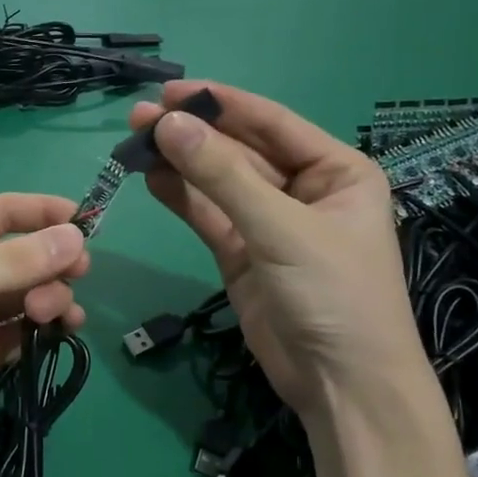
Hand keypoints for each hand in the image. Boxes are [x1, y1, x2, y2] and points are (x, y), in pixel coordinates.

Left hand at [0, 193, 87, 476]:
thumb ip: (9, 264)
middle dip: (51, 260)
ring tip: (55, 314)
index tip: (87, 222)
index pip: (0, 214)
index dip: (43, 212)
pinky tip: (63, 331)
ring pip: (28, 293)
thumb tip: (74, 237)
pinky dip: (48, 327)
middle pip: (21, 254)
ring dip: (52, 295)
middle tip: (77, 274)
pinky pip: (25, 331)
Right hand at [130, 81, 421, 412]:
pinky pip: (208, 216)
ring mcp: (269, 224)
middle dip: (193, 134)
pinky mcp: (241, 255)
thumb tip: (169, 125)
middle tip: (139, 117)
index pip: (272, 123)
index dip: (221, 103)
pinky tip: (151, 177)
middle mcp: (304, 190)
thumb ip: (223, 176)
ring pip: (217, 183)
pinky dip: (180, 198)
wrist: (342, 385)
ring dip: (180, 163)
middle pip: (240, 150)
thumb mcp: (282, 229)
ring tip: (135, 142)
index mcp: (336, 171)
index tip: (170, 91)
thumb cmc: (335, 295)